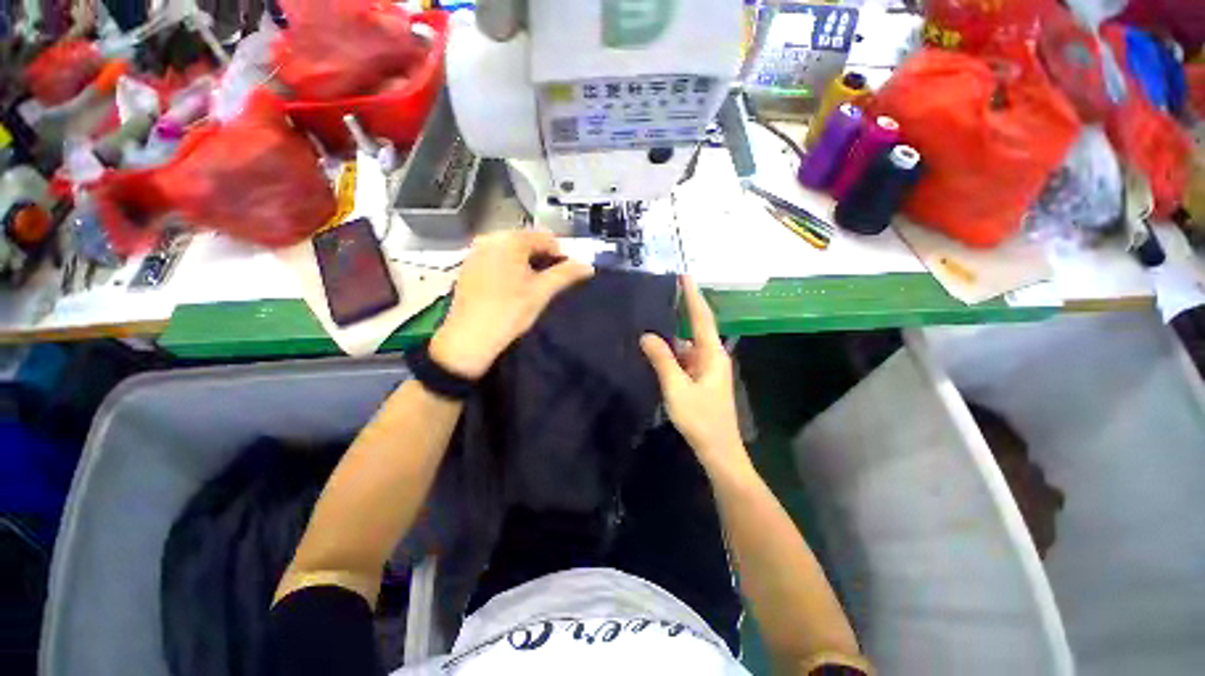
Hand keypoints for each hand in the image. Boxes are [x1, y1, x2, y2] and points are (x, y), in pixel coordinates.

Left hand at [430, 230, 593, 378]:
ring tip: (529, 288)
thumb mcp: (542, 292)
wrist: (469, 338)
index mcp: (510, 240)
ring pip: (511, 250)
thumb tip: (588, 266)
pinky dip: (508, 268)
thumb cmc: (510, 312)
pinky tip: (509, 289)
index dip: (560, 256)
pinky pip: (495, 258)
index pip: (546, 238)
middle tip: (546, 284)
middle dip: (541, 259)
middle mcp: (490, 238)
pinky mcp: (467, 266)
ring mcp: (475, 251)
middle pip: (527, 242)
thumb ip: (566, 275)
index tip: (562, 277)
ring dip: (525, 264)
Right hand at [641, 277, 749, 477]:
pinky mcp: (702, 379)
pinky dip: (673, 352)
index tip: (685, 276)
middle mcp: (713, 356)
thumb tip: (647, 335)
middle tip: (663, 293)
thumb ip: (662, 360)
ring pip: (688, 345)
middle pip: (695, 328)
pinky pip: (685, 358)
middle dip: (681, 310)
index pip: (701, 318)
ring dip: (673, 334)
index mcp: (712, 354)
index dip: (693, 296)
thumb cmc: (700, 418)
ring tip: (652, 320)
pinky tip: (658, 350)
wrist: (719, 450)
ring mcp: (708, 369)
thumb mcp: (676, 388)